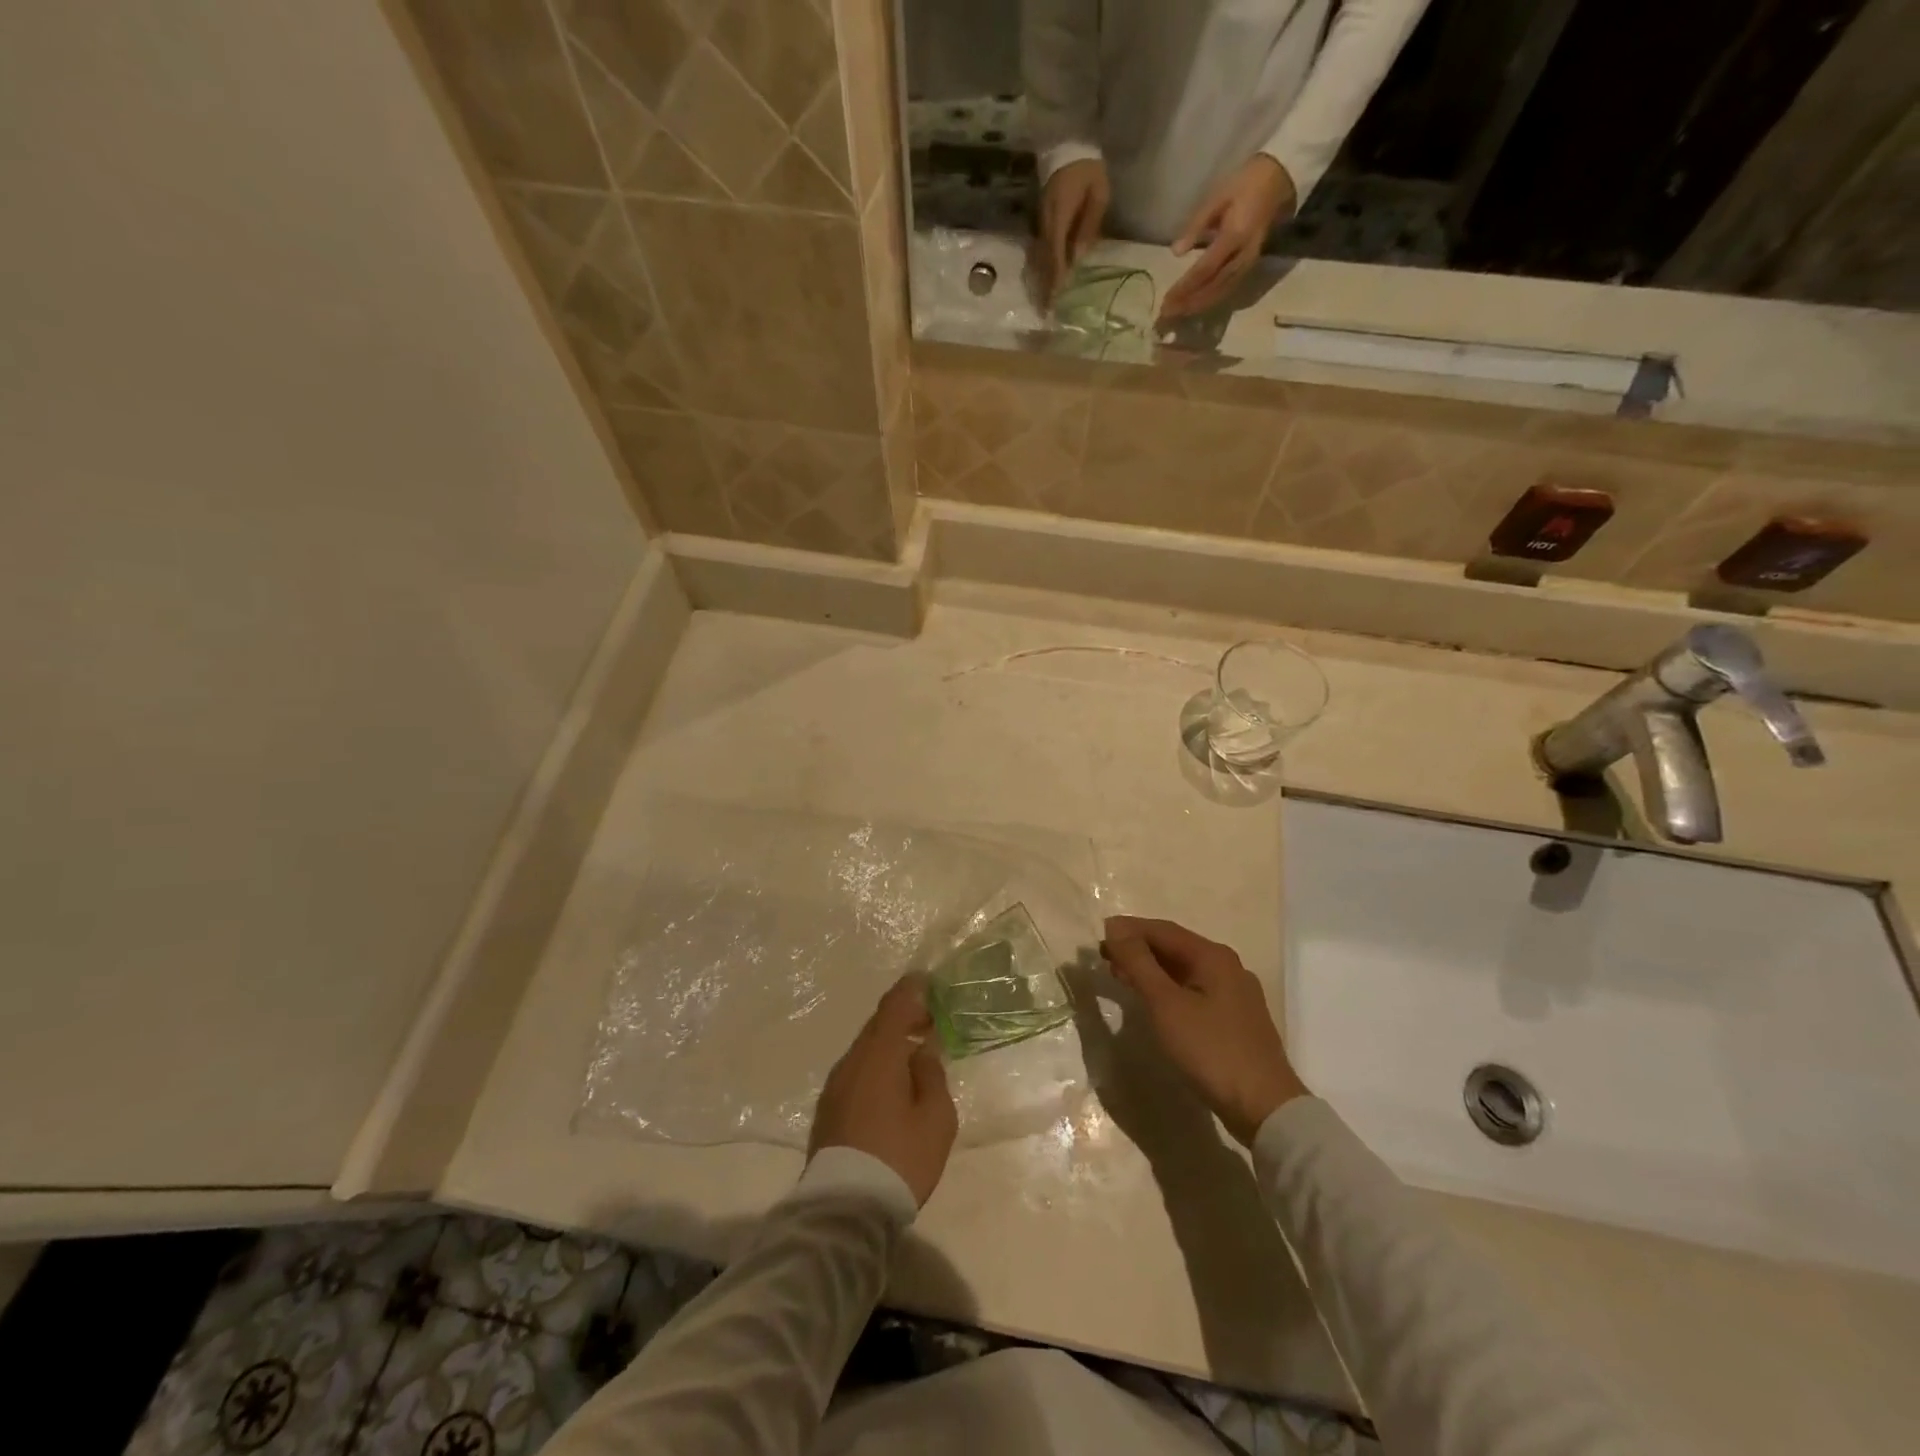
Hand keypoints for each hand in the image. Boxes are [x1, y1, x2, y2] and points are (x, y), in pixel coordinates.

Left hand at [808, 974, 957, 1205]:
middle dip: (903, 1017)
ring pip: (866, 1050)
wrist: (845, 1208)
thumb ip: (932, 1076)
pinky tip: (892, 1084)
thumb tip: (922, 1053)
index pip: (895, 1006)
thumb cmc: (900, 1157)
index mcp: (880, 1054)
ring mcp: (836, 1084)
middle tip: (929, 1020)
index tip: (926, 980)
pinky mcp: (828, 1108)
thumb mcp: (936, 1118)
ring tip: (914, 1055)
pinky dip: (876, 1066)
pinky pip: (857, 1071)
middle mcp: (853, 1060)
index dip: (911, 989)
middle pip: (878, 1026)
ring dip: (889, 1044)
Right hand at [1037, 157, 1109, 299]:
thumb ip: (1088, 227)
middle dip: (1045, 286)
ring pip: (1040, 258)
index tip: (1055, 302)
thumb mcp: (1098, 195)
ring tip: (1045, 302)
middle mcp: (1045, 224)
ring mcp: (1041, 222)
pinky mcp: (1041, 221)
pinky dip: (1044, 267)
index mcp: (1059, 217)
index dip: (1055, 280)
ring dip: (1043, 279)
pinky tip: (1047, 280)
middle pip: (1044, 261)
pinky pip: (1041, 250)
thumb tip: (1078, 259)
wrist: (1068, 144)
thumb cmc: (1088, 170)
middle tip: (1046, 312)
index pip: (1055, 255)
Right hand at [1100, 916, 1306, 1145]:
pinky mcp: (1235, 1019)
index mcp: (1214, 957)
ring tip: (1121, 976)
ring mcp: (1235, 994)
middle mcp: (1228, 967)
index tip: (1100, 935)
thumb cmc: (1210, 1050)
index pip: (1163, 930)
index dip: (1129, 930)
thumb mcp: (1166, 1004)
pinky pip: (1194, 990)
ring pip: (1184, 970)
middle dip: (1138, 949)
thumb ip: (1139, 963)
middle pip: (1175, 947)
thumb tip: (1115, 927)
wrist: (1264, 1107)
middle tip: (1105, 957)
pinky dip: (1167, 988)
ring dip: (1151, 969)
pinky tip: (1153, 1001)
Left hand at [1159, 156, 1296, 322]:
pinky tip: (1196, 305)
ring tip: (1178, 313)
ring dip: (1198, 305)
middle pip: (1213, 287)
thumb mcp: (1217, 197)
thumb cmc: (1244, 184)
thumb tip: (1176, 252)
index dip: (1185, 287)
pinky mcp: (1250, 266)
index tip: (1167, 300)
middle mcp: (1243, 255)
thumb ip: (1196, 225)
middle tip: (1167, 313)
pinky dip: (1211, 300)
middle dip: (1189, 302)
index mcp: (1234, 236)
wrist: (1279, 179)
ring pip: (1221, 292)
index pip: (1205, 270)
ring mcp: (1249, 263)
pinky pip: (1229, 289)